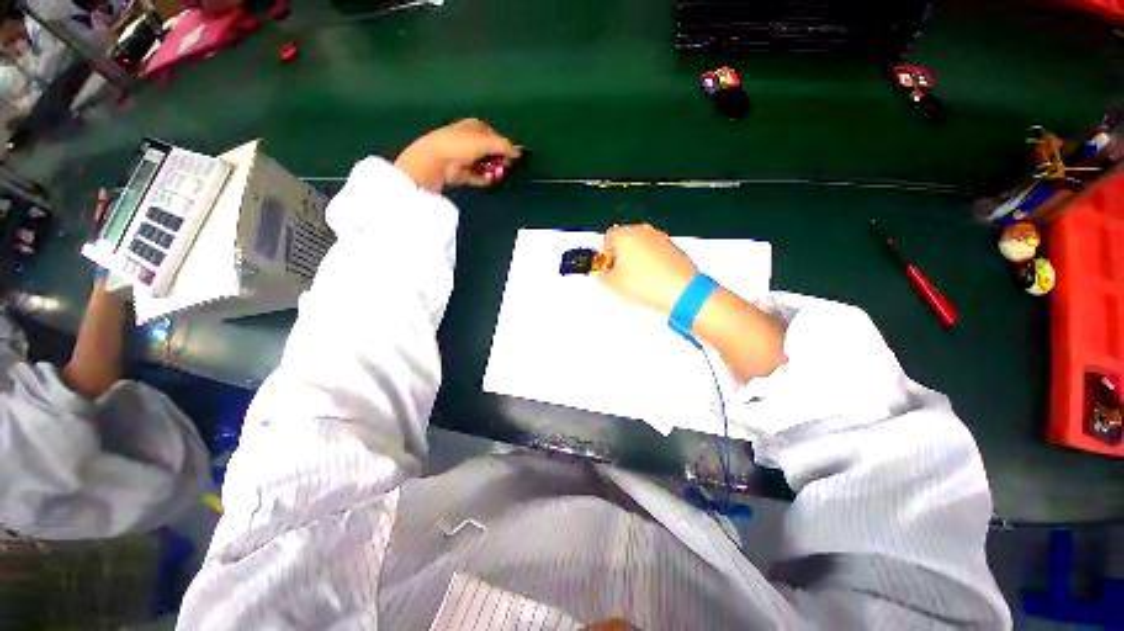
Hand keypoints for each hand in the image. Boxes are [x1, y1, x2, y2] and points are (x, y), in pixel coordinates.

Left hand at [394, 119, 520, 191]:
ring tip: (495, 174)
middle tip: (503, 167)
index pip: (496, 137)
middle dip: (500, 161)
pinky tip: (488, 179)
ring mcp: (467, 158)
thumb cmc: (460, 144)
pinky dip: (485, 179)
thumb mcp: (486, 141)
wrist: (438, 160)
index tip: (510, 157)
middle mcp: (472, 141)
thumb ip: (505, 146)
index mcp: (476, 127)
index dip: (505, 147)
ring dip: (494, 171)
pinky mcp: (464, 173)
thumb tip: (519, 152)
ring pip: (487, 166)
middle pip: (493, 153)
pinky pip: (480, 177)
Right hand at [599, 223, 698, 314]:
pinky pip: (655, 251)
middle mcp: (642, 231)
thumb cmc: (646, 284)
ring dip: (636, 257)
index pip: (607, 237)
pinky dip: (651, 261)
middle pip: (625, 239)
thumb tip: (604, 273)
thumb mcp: (613, 284)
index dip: (604, 254)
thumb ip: (602, 275)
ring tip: (636, 279)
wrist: (681, 290)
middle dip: (620, 254)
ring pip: (641, 244)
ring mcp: (660, 237)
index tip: (606, 267)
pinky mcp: (673, 247)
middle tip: (619, 273)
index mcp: (624, 235)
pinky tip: (651, 278)